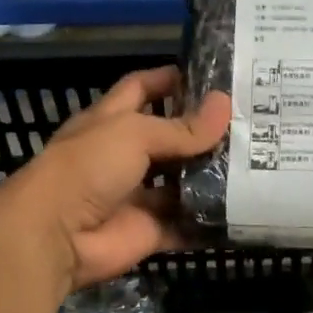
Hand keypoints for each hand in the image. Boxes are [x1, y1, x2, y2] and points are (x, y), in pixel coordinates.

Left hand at [0, 65, 230, 292]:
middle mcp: (125, 155)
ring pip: (181, 182)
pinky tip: (244, 209)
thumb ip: (181, 127)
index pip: (142, 89)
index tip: (211, 76)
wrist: (54, 236)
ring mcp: (138, 195)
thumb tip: (225, 105)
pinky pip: (185, 224)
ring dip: (212, 175)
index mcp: (111, 121)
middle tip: (249, 123)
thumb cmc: (87, 167)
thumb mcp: (134, 134)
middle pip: (169, 137)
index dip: (171, 80)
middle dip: (203, 131)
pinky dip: (209, 221)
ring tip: (258, 163)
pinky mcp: (149, 230)